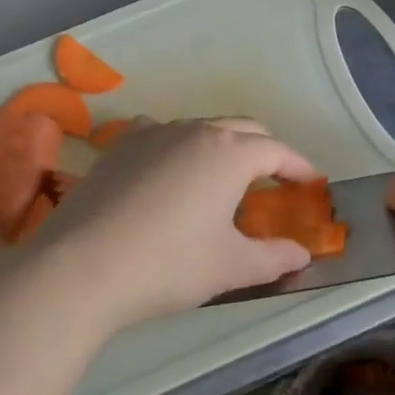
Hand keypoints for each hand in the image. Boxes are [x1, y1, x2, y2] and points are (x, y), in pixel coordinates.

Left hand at [26, 117, 317, 331]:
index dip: (298, 166)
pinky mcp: (120, 145)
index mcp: (230, 153)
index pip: (277, 150)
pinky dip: (177, 145)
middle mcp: (195, 130)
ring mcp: (153, 132)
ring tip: (222, 177)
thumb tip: (302, 253)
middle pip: (242, 128)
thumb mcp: (231, 266)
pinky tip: (169, 169)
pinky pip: (160, 132)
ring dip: (221, 145)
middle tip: (274, 179)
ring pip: (200, 127)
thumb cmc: (170, 264)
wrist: (83, 264)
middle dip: (264, 150)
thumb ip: (274, 257)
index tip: (311, 182)